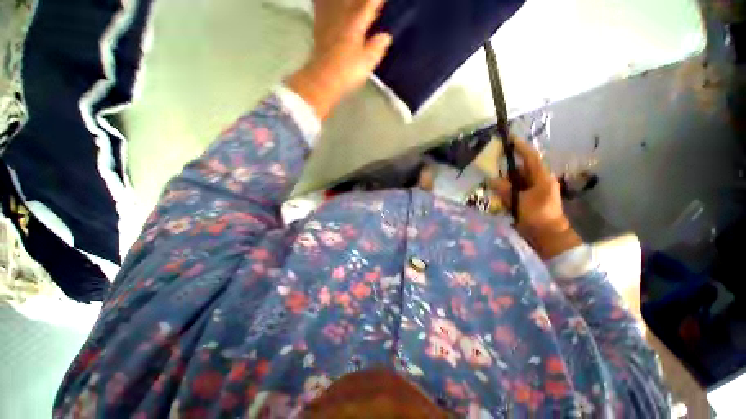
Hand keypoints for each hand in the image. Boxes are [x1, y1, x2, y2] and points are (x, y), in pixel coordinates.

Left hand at [287, 0, 392, 119]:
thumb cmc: (347, 71)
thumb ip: (377, 47)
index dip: (377, 1)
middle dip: (364, 0)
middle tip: (370, 3)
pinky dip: (322, 2)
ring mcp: (329, 20)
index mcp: (356, 22)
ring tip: (349, 4)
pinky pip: (320, 6)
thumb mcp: (367, 62)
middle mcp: (342, 15)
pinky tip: (324, 3)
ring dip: (343, 1)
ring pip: (335, 0)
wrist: (323, 79)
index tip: (383, 2)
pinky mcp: (319, 28)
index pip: (370, 4)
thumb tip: (386, 36)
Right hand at [487, 139, 581, 258]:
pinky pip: (515, 188)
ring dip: (505, 176)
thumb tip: (491, 180)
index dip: (520, 147)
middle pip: (522, 167)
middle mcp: (538, 181)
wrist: (547, 235)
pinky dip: (506, 187)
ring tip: (491, 173)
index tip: (509, 139)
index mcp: (541, 178)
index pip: (530, 158)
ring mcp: (533, 190)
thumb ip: (505, 190)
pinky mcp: (528, 197)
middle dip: (508, 162)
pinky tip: (496, 188)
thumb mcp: (519, 202)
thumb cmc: (537, 217)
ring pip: (517, 178)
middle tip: (493, 158)